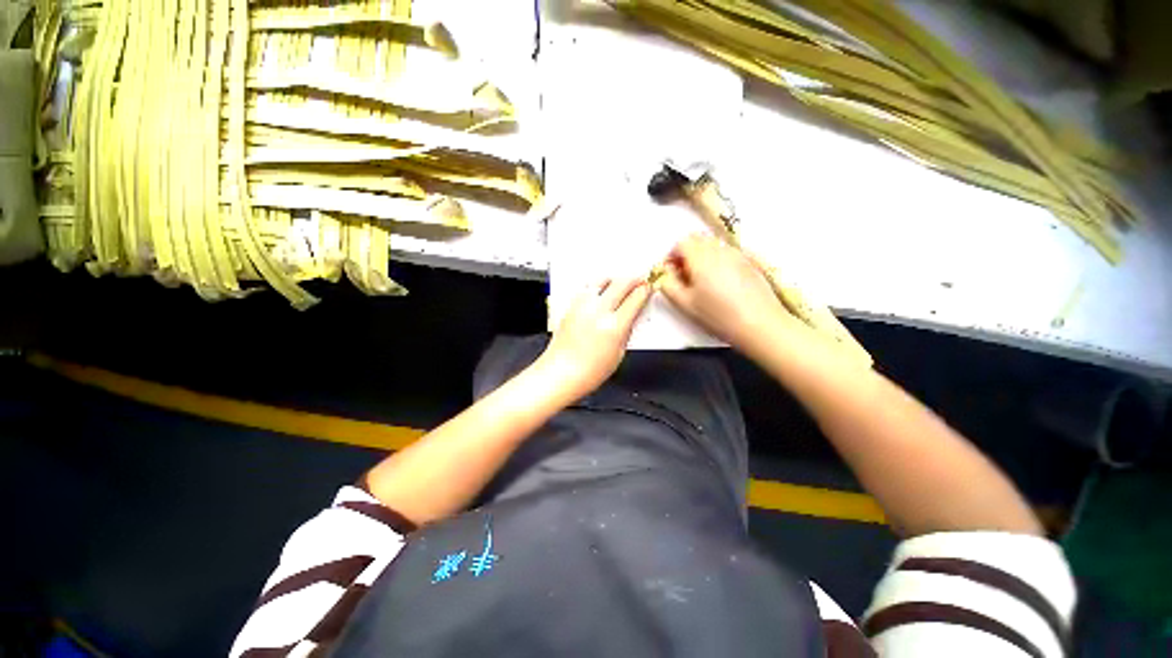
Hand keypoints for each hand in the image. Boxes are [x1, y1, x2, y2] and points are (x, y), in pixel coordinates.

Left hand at [539, 277, 651, 398]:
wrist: (560, 373)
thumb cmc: (587, 371)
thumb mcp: (618, 354)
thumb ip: (626, 331)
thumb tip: (632, 316)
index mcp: (614, 326)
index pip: (635, 298)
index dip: (645, 290)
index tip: (648, 288)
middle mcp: (598, 311)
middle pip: (621, 283)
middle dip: (633, 279)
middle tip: (638, 279)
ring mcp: (582, 307)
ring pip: (602, 280)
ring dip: (614, 279)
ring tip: (619, 283)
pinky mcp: (571, 307)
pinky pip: (587, 288)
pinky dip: (597, 286)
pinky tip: (600, 291)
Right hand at [659, 234, 788, 351]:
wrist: (760, 324)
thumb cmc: (719, 316)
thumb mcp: (685, 304)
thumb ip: (668, 285)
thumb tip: (665, 273)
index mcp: (701, 258)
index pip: (681, 243)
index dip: (672, 255)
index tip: (671, 271)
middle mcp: (719, 250)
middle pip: (698, 239)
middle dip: (687, 253)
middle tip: (684, 275)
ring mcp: (737, 254)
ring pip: (713, 245)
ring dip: (703, 255)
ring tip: (703, 280)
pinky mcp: (750, 261)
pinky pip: (728, 252)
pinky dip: (718, 259)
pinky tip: (721, 281)